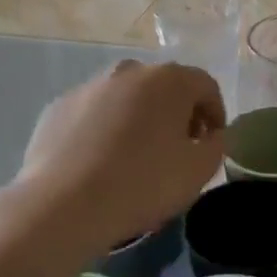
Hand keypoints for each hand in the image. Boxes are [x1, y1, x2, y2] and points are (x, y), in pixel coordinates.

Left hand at [14, 60, 225, 250]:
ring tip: (136, 157)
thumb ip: (217, 145)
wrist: (63, 206)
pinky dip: (105, 129)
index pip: (205, 86)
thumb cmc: (143, 184)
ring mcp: (89, 86)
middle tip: (177, 150)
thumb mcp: (199, 171)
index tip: (211, 144)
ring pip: (127, 98)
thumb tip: (211, 135)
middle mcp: (129, 71)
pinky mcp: (58, 106)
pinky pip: (95, 113)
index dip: (215, 114)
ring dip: (139, 119)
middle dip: (177, 114)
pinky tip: (101, 162)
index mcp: (169, 80)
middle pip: (165, 87)